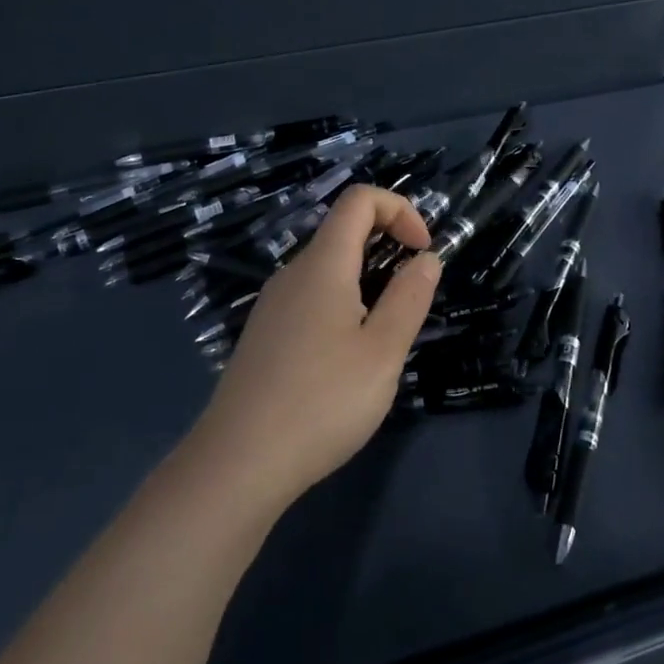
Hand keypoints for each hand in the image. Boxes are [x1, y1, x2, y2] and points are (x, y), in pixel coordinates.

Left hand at [188, 186, 441, 509]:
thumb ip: (409, 298)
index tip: (423, 252)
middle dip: (387, 247)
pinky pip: (310, 298)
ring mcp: (272, 305)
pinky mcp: (264, 335)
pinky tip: (346, 360)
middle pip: (343, 232)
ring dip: (367, 281)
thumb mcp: (383, 352)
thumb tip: (426, 259)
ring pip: (327, 269)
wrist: (237, 463)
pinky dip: (342, 304)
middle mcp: (292, 274)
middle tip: (411, 299)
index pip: (359, 200)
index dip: (400, 210)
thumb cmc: (321, 401)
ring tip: (383, 337)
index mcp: (322, 265)